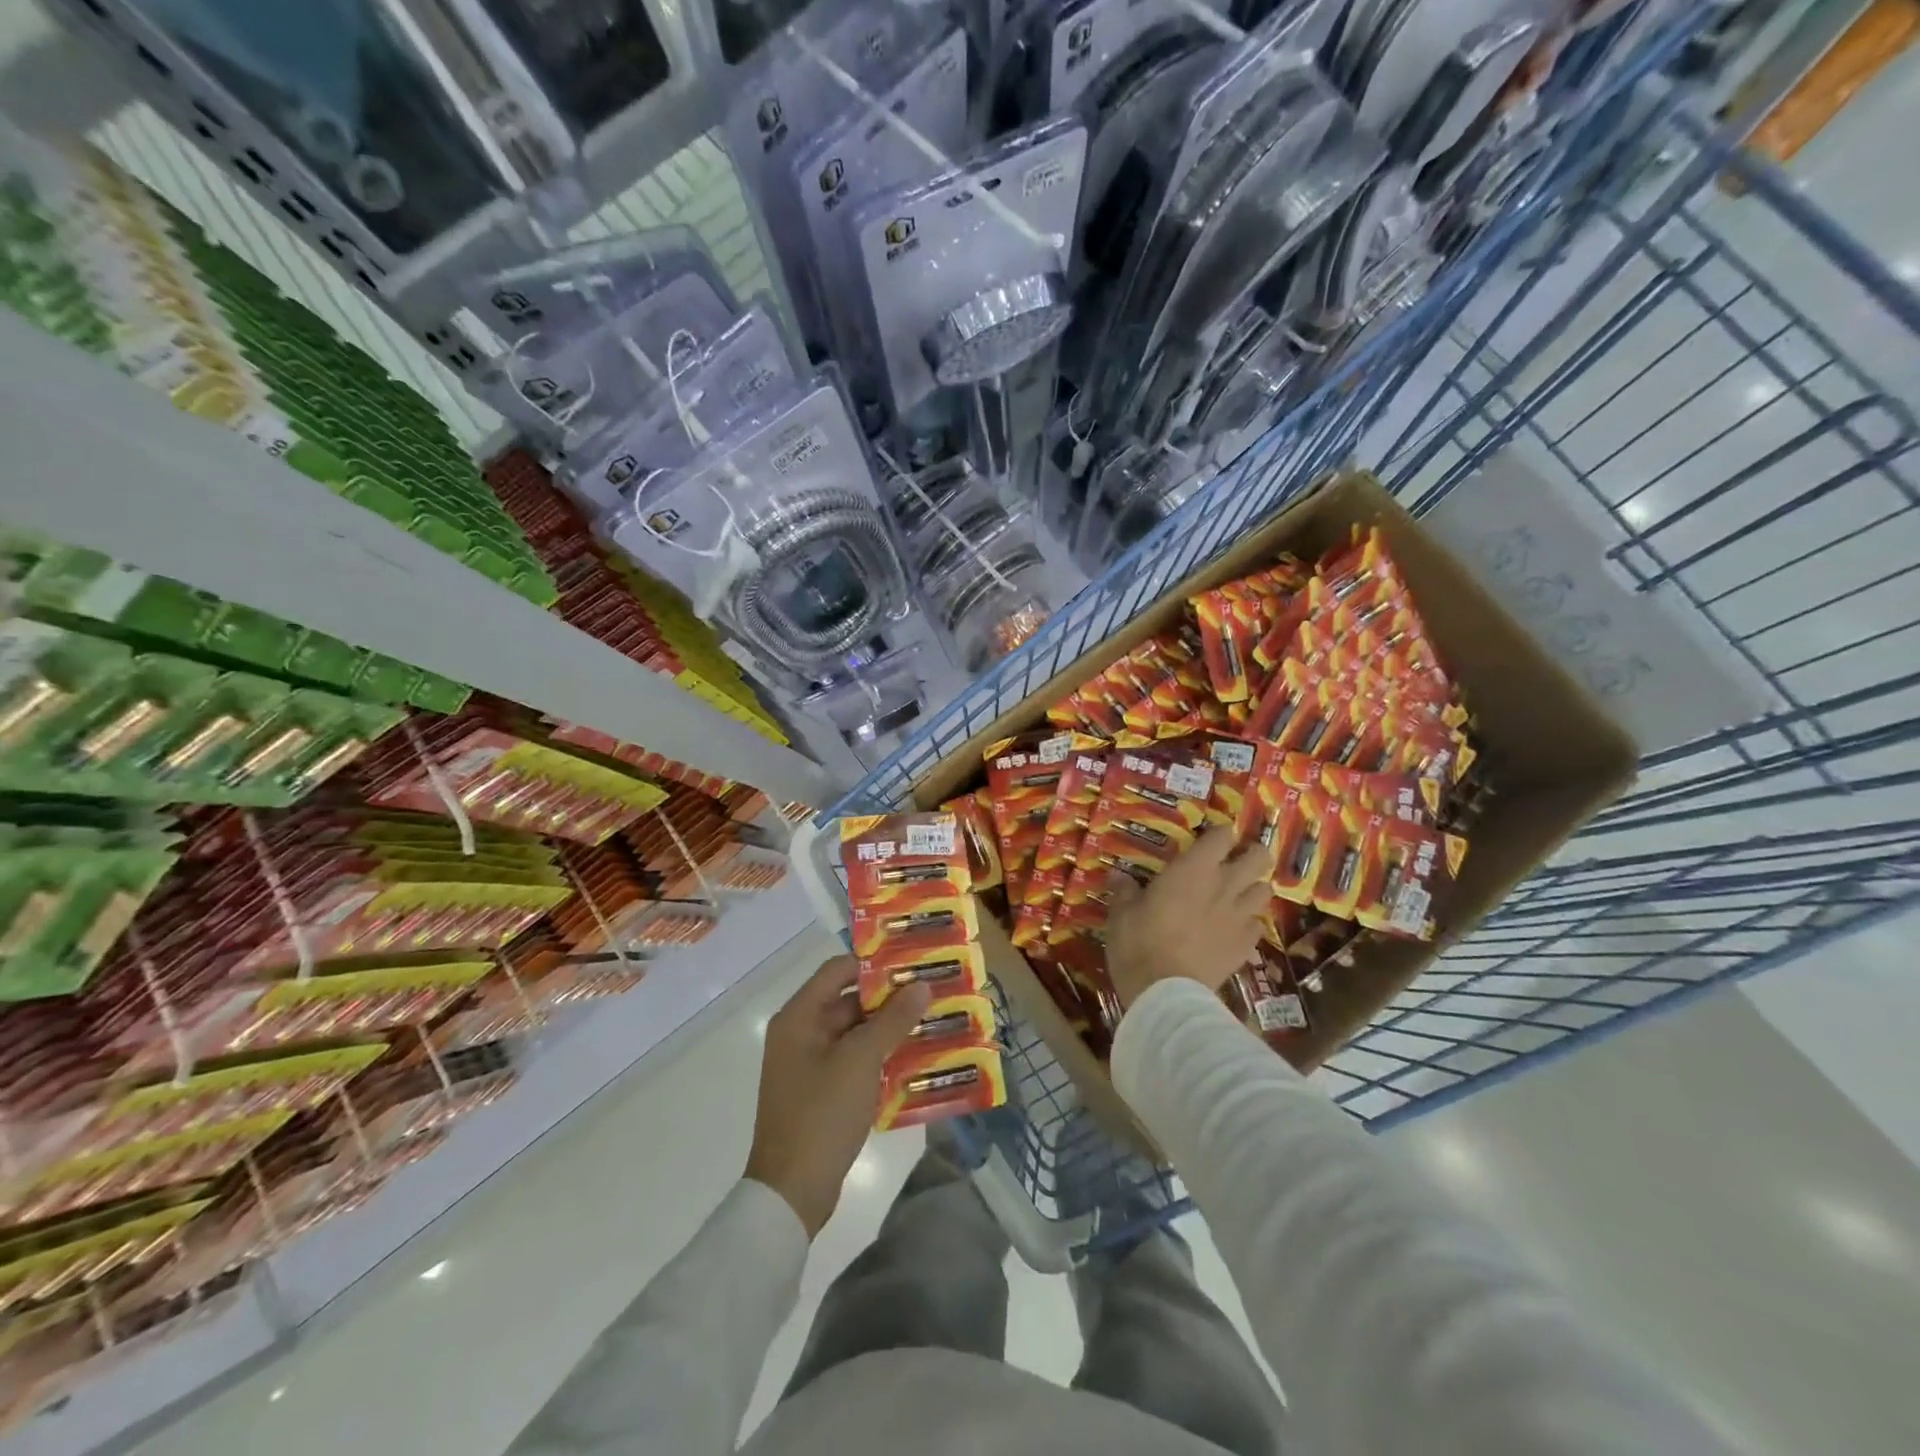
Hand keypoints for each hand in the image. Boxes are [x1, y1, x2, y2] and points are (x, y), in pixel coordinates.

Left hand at [744, 955, 929, 1237]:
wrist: (792, 1193)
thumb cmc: (821, 1114)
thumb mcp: (861, 1061)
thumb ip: (892, 1020)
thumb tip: (921, 986)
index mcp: (799, 1017)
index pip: (838, 970)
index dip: (875, 964)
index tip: (913, 963)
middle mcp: (800, 1034)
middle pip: (849, 1002)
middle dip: (890, 999)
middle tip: (932, 993)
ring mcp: (810, 1065)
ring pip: (856, 1034)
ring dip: (890, 1030)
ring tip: (932, 1023)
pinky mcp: (821, 1093)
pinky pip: (855, 1062)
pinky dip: (881, 1058)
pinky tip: (916, 1060)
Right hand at [1105, 824, 1273, 1007]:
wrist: (1166, 993)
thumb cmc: (1139, 943)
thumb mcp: (1121, 914)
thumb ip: (1124, 891)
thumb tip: (1117, 876)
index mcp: (1194, 869)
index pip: (1222, 835)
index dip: (1220, 833)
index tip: (1211, 838)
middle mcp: (1224, 886)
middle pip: (1259, 857)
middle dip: (1252, 854)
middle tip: (1236, 860)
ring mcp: (1240, 917)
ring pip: (1264, 890)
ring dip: (1253, 887)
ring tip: (1237, 894)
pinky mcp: (1247, 946)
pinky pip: (1257, 925)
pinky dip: (1248, 923)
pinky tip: (1233, 929)